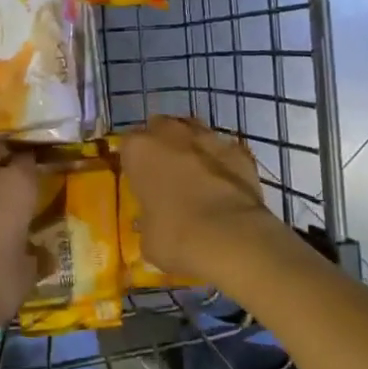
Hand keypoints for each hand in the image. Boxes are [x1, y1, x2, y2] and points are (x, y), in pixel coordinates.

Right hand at [121, 115, 272, 282]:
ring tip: (195, 176)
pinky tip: (224, 185)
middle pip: (161, 128)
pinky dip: (222, 163)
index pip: (127, 145)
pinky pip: (224, 151)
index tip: (138, 180)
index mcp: (139, 149)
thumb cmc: (176, 238)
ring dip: (192, 149)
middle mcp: (171, 133)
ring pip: (194, 132)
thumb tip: (153, 221)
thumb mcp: (147, 235)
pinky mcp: (240, 152)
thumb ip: (147, 218)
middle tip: (164, 174)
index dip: (133, 162)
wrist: (232, 240)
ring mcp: (208, 138)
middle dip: (162, 145)